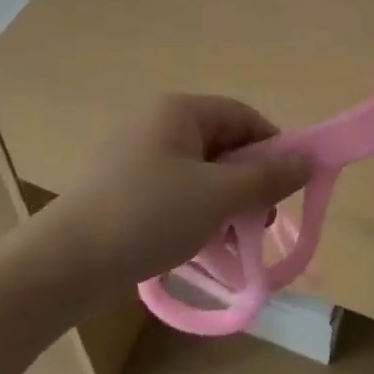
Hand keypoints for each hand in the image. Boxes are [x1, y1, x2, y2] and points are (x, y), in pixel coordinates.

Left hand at [50, 94, 312, 286]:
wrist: (65, 262)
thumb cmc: (148, 215)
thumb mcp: (217, 197)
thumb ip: (266, 178)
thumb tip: (307, 160)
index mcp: (180, 111)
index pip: (243, 116)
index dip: (273, 148)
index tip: (287, 190)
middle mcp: (158, 123)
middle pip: (222, 145)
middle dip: (248, 183)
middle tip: (259, 224)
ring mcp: (138, 156)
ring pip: (201, 173)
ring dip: (224, 204)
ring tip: (232, 244)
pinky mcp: (125, 188)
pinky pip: (176, 192)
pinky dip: (196, 214)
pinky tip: (200, 248)